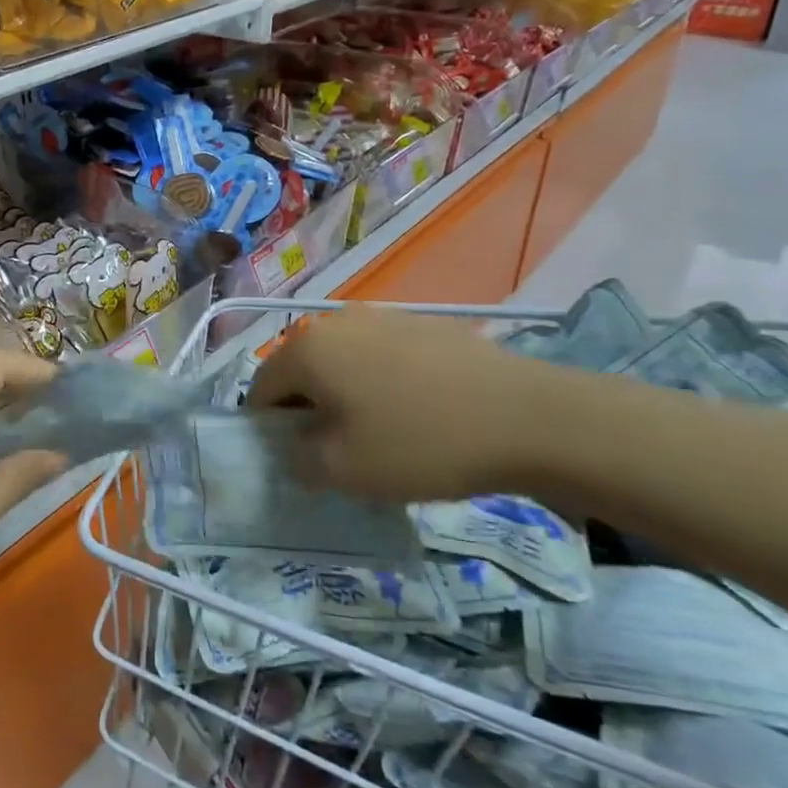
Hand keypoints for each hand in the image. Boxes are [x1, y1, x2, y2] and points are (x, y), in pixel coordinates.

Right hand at [247, 308, 565, 503]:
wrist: (527, 417)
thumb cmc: (419, 443)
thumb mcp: (342, 471)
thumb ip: (297, 461)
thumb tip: (295, 449)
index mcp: (306, 349)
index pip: (260, 389)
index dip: (268, 429)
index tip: (296, 460)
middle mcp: (335, 321)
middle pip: (301, 371)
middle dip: (308, 410)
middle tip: (338, 452)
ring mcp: (382, 317)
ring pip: (342, 362)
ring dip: (346, 396)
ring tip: (382, 434)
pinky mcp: (423, 324)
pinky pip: (381, 356)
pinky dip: (382, 383)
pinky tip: (419, 413)